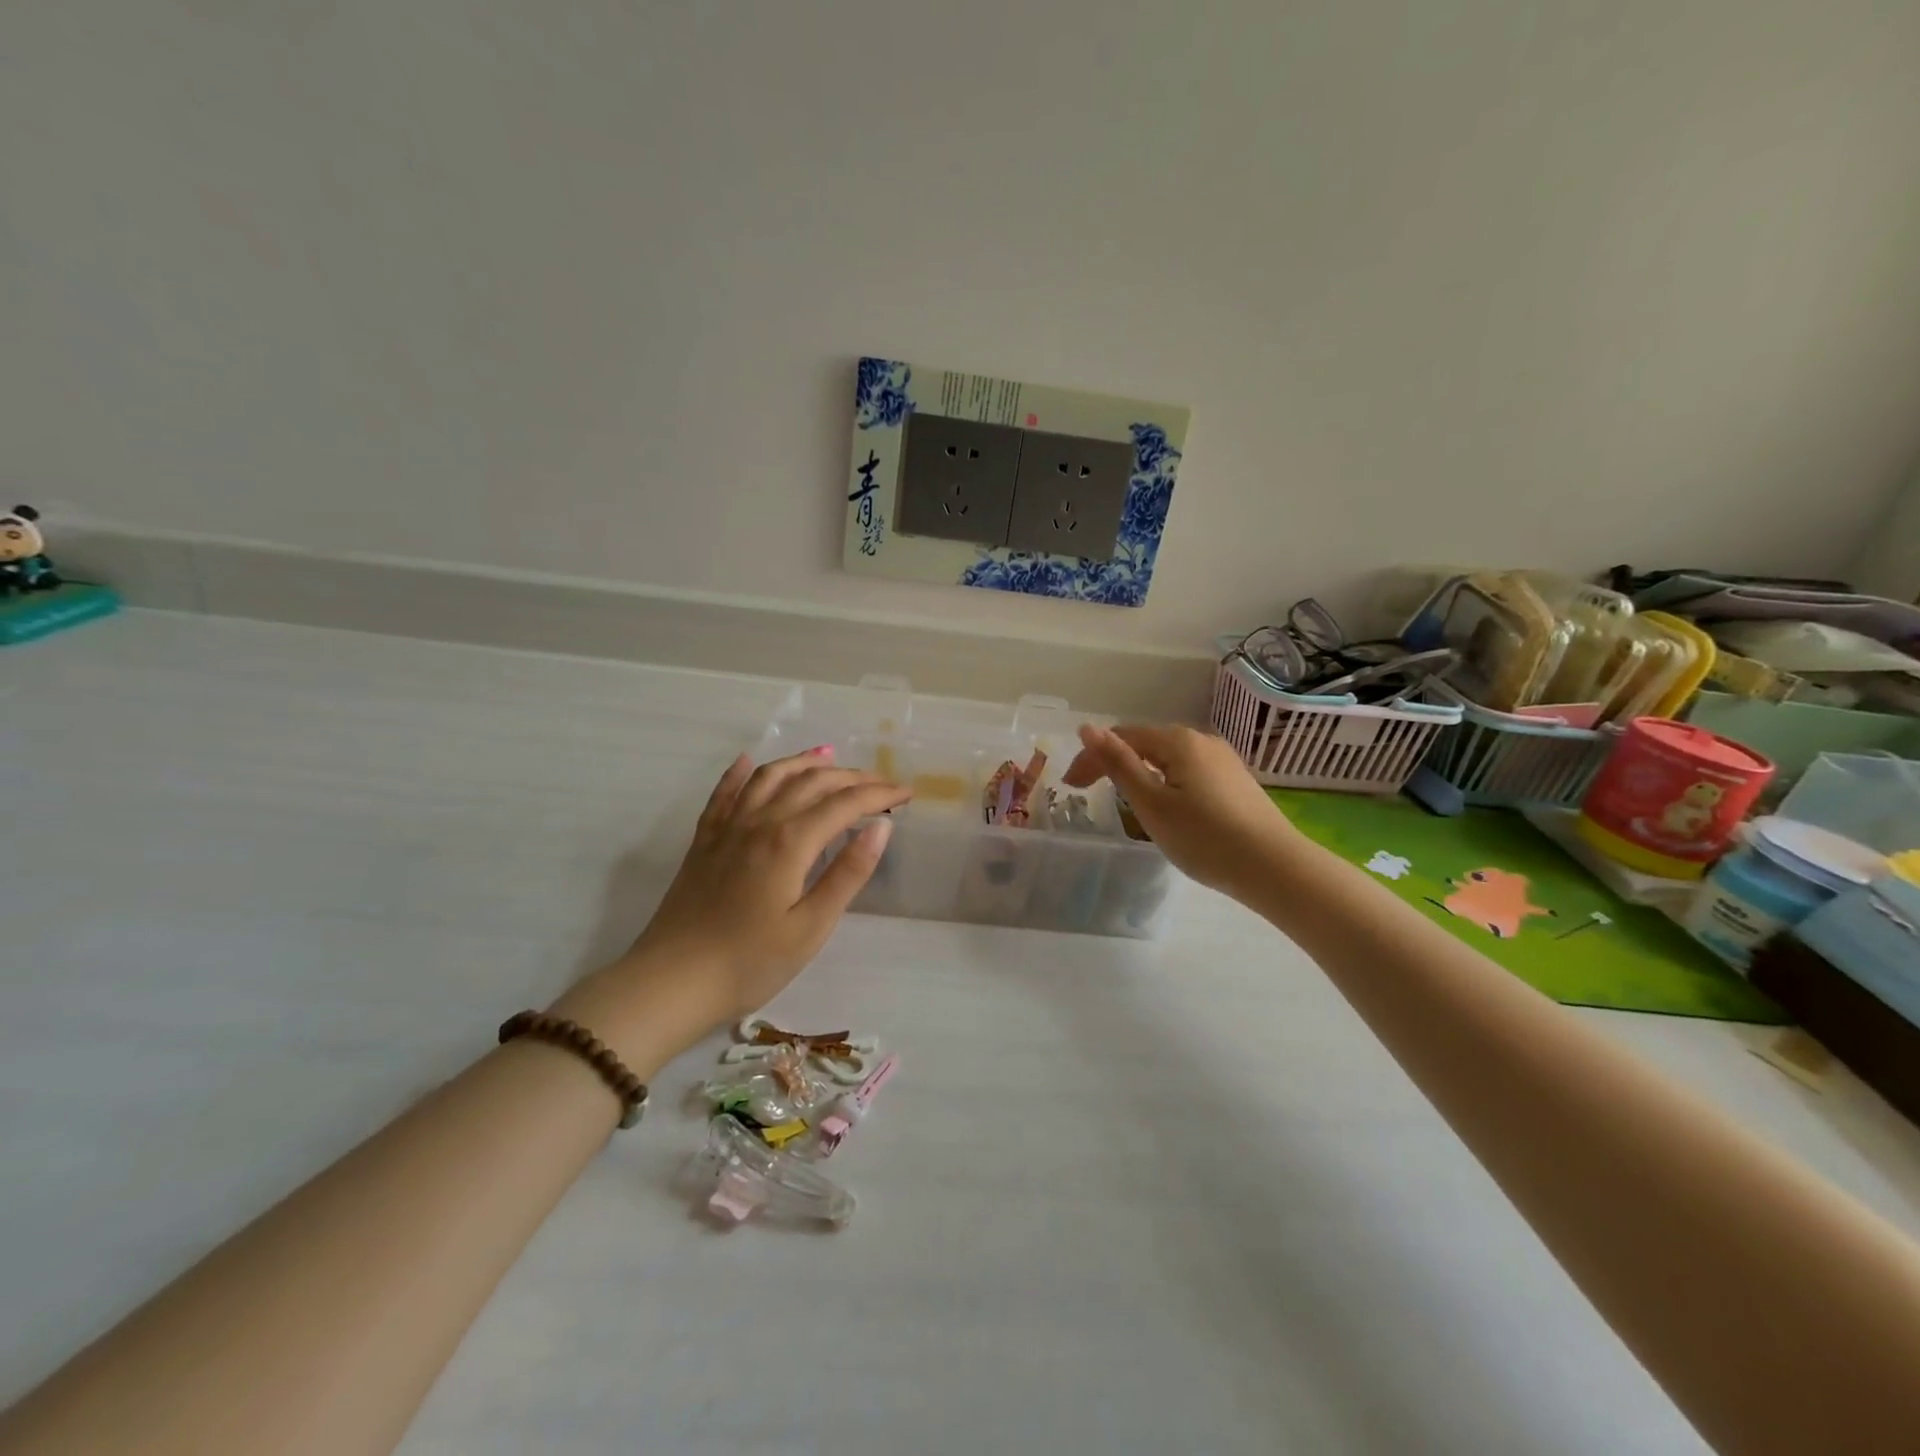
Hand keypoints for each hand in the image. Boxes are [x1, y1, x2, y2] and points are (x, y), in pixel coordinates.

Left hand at [620, 748, 910, 1021]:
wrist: (671, 982)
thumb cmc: (750, 963)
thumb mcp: (811, 927)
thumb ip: (848, 873)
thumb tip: (881, 827)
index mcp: (790, 841)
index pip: (844, 804)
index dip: (879, 794)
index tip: (907, 793)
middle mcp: (759, 821)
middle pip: (811, 782)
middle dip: (851, 777)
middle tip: (881, 783)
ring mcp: (727, 828)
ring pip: (769, 777)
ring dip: (802, 762)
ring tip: (828, 755)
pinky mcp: (704, 841)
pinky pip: (724, 793)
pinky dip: (740, 773)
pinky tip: (749, 762)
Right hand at [1062, 724, 1297, 901]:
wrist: (1274, 868)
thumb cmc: (1204, 837)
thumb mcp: (1151, 803)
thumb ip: (1118, 764)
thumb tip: (1088, 728)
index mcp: (1178, 741)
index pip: (1122, 737)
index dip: (1092, 757)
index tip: (1071, 786)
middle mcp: (1202, 741)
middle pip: (1146, 744)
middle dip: (1114, 764)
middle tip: (1089, 794)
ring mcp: (1224, 761)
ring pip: (1169, 760)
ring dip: (1140, 775)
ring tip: (1124, 803)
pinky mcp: (1236, 783)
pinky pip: (1188, 774)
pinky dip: (1166, 784)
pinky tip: (1167, 809)